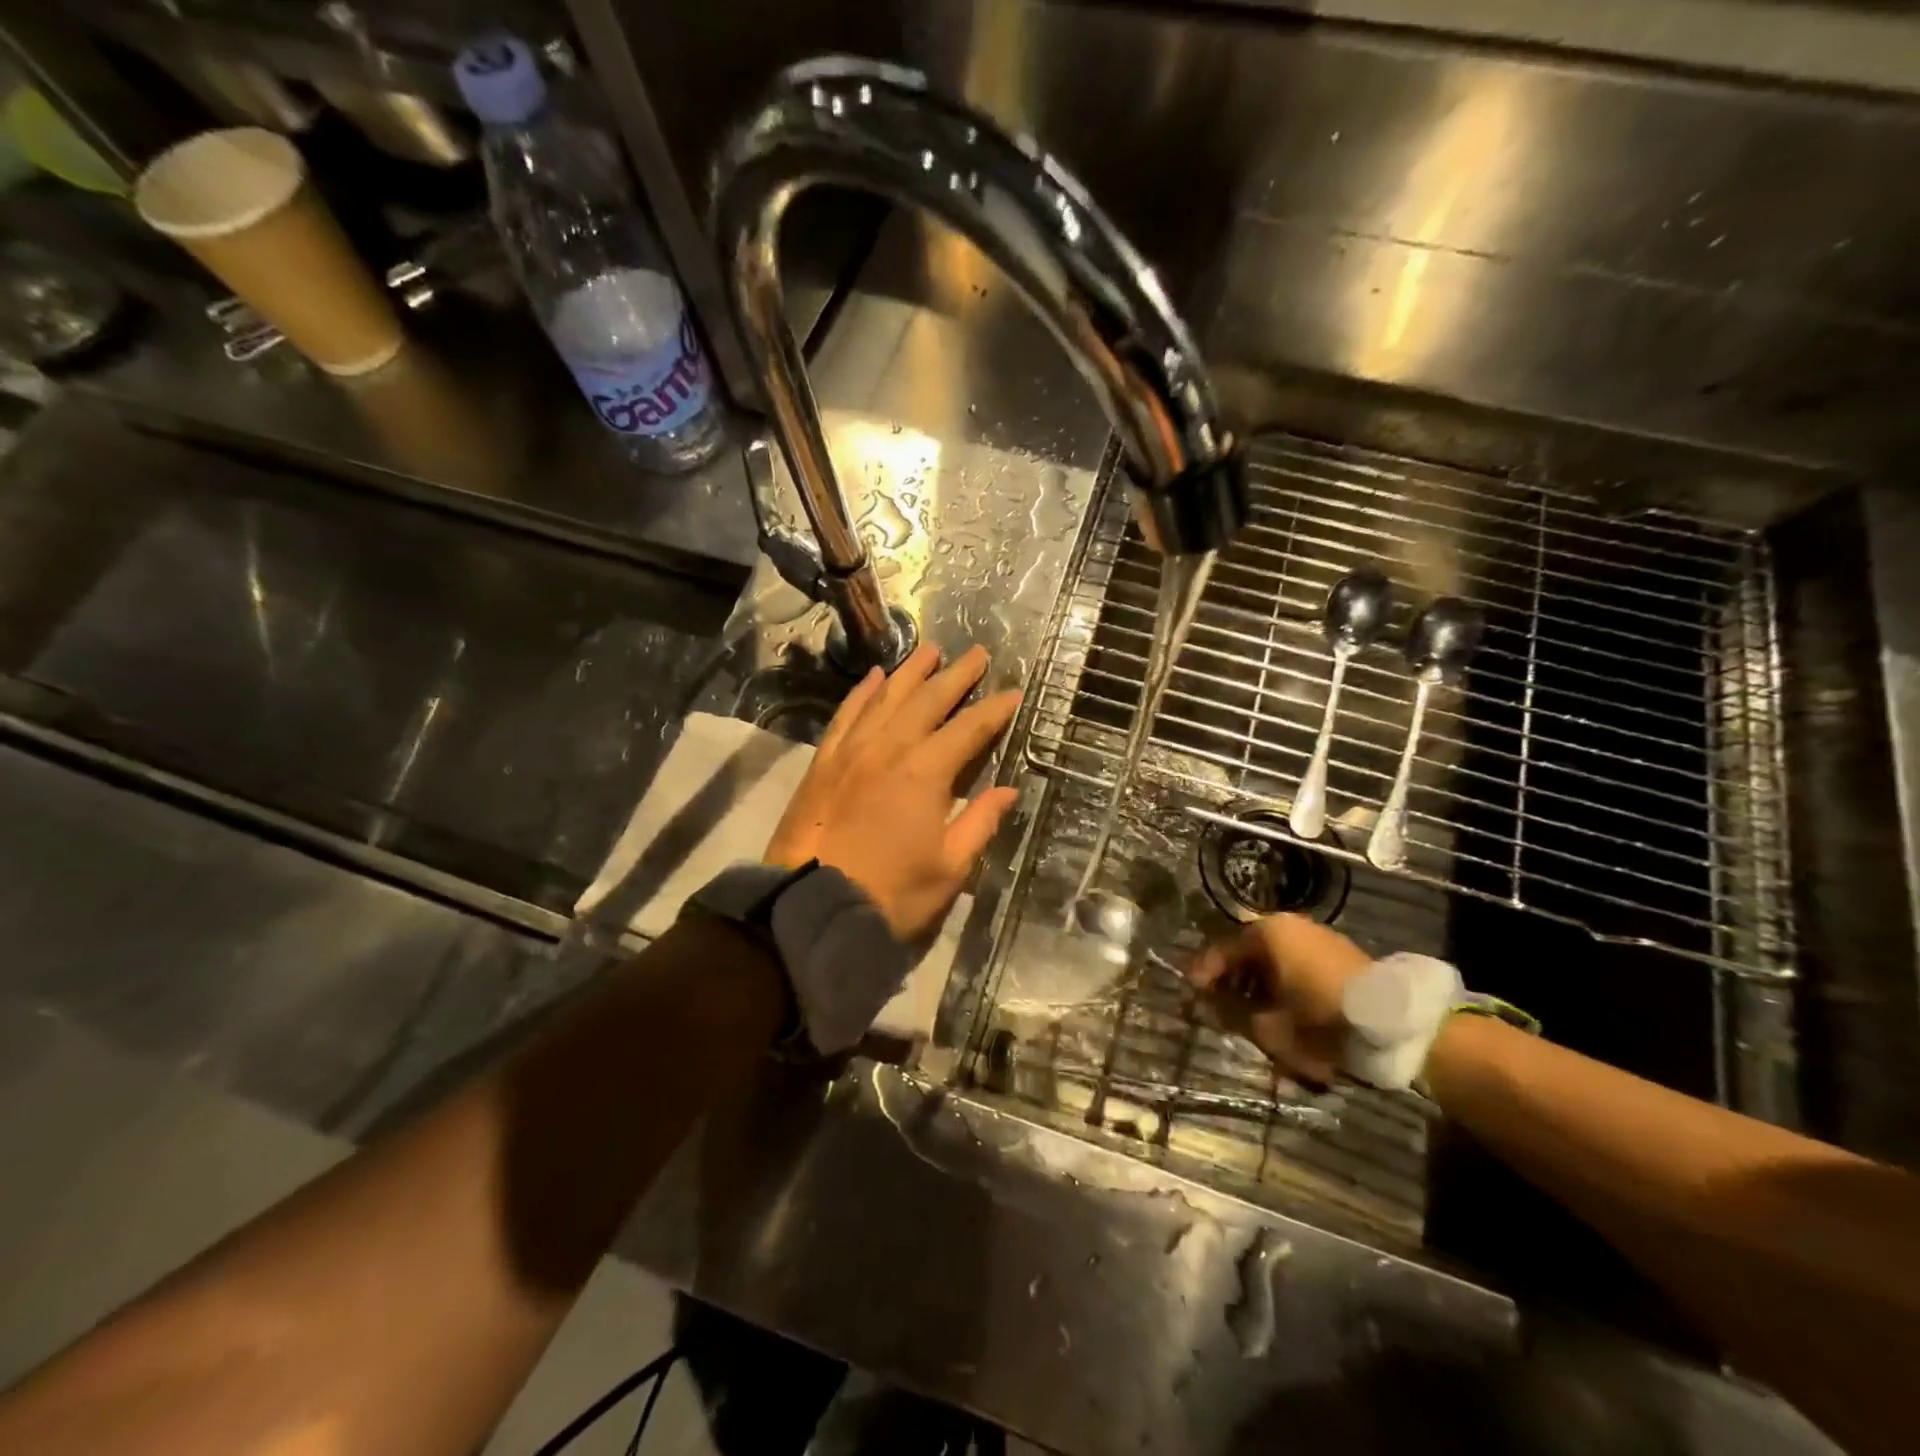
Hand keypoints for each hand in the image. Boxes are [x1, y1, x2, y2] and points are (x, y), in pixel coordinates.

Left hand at [766, 643, 1021, 941]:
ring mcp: (853, 750)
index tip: (1014, 692)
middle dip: (957, 675)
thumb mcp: (949, 868)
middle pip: (929, 699)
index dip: (995, 709)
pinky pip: (847, 714)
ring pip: (887, 697)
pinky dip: (863, 692)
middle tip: (977, 653)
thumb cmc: (890, 893)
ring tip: (930, 650)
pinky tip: (874, 677)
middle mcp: (890, 747)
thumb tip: (1008, 790)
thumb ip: (980, 823)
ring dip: (911, 671)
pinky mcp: (824, 761)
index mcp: (927, 772)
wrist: (810, 906)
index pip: (969, 729)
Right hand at [1187, 913, 1370, 1082]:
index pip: (1222, 949)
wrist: (1394, 1024)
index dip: (1203, 973)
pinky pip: (1298, 967)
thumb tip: (1212, 1007)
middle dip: (1233, 981)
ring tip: (1251, 1014)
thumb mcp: (1268, 1025)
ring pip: (1275, 961)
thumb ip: (1233, 1013)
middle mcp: (1290, 927)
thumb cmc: (1319, 1018)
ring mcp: (1318, 938)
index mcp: (1268, 933)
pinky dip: (1284, 986)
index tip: (1191, 994)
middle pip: (1249, 953)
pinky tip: (1283, 1011)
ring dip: (1259, 986)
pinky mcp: (1340, 956)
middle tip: (1219, 1006)